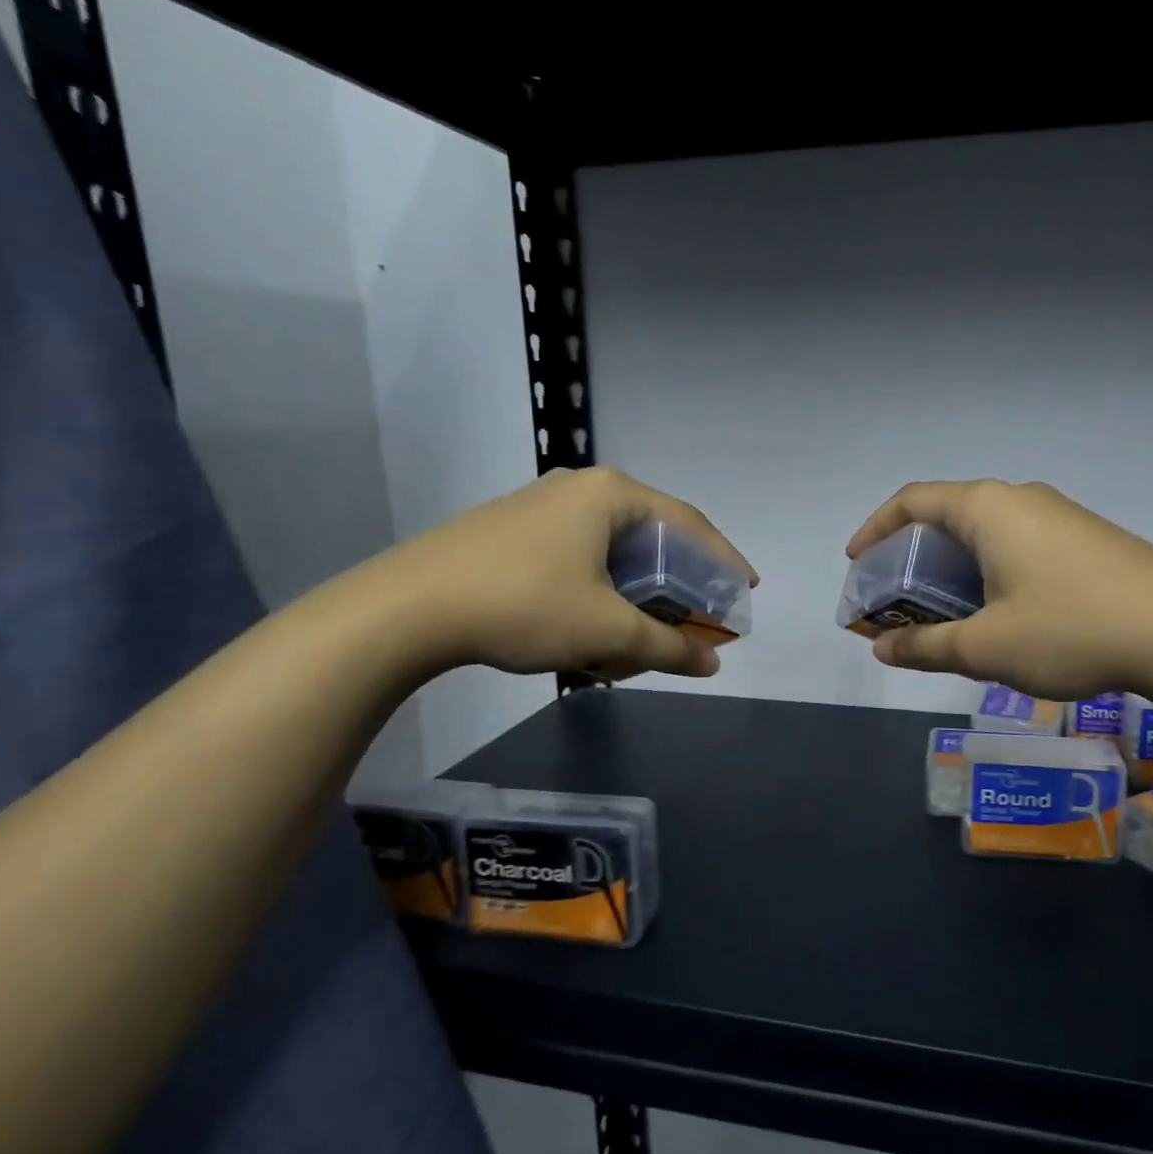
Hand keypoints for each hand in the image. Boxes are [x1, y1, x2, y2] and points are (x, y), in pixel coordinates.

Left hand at [370, 466, 757, 678]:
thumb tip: (710, 664)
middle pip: (651, 534)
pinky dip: (601, 589)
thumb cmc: (523, 605)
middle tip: (698, 612)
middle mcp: (580, 489)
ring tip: (647, 626)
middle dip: (678, 579)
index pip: (688, 523)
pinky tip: (594, 622)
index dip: (723, 558)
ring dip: (637, 590)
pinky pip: (579, 557)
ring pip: (612, 549)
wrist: (405, 609)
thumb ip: (666, 646)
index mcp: (611, 495)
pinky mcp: (512, 532)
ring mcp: (541, 508)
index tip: (746, 588)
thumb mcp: (606, 630)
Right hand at [846, 479, 1152, 701]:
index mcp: (988, 508)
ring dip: (956, 567)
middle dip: (915, 555)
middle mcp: (1021, 499)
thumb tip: (882, 648)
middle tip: (900, 597)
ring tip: (948, 611)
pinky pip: (1021, 544)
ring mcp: (1061, 515)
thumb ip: (925, 647)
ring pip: (988, 532)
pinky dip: (992, 570)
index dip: (876, 528)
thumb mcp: (986, 647)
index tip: (858, 562)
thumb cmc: (1070, 630)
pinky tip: (1005, 612)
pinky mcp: (1090, 538)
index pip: (913, 501)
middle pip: (949, 515)